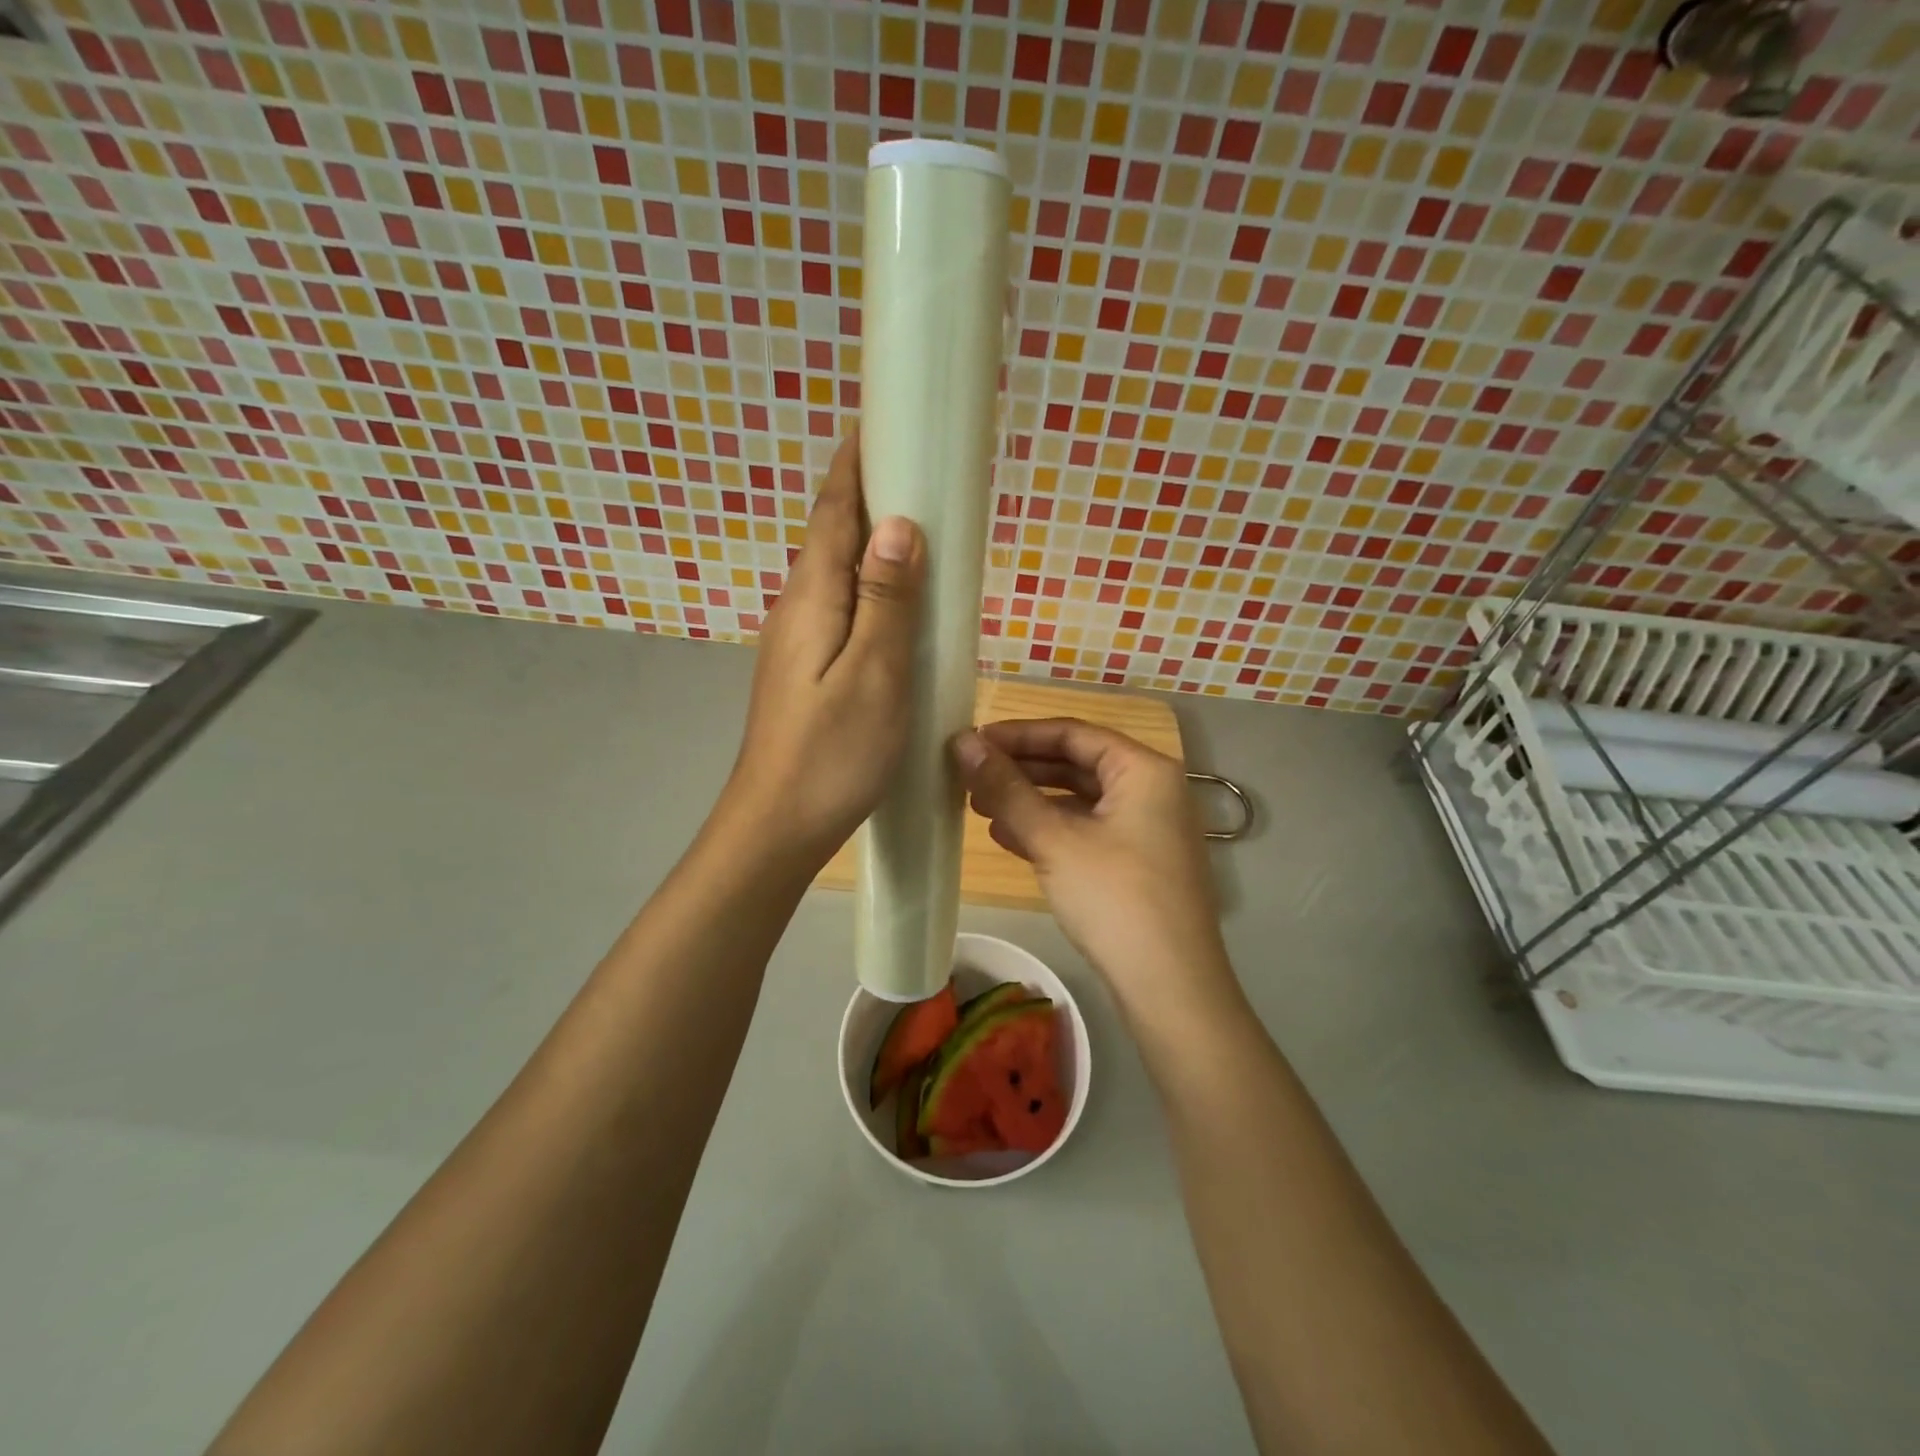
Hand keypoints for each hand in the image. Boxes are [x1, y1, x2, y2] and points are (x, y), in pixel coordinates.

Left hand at [726, 431, 923, 863]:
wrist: (778, 823)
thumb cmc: (832, 753)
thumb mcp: (874, 676)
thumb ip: (886, 600)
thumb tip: (898, 524)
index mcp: (812, 598)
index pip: (832, 510)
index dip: (855, 463)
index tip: (883, 419)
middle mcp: (797, 608)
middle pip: (832, 534)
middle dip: (868, 492)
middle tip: (919, 466)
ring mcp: (798, 640)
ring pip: (836, 572)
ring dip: (870, 539)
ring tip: (917, 522)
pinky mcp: (806, 669)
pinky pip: (842, 606)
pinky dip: (869, 584)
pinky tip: (895, 600)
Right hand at [951, 718, 1237, 1016]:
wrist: (1170, 988)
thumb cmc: (1114, 898)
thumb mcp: (1054, 839)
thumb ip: (1006, 788)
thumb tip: (963, 742)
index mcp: (1144, 769)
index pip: (1073, 733)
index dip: (1018, 734)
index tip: (972, 741)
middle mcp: (1152, 790)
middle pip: (1077, 763)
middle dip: (1021, 769)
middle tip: (970, 775)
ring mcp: (1148, 829)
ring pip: (1079, 800)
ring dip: (1030, 801)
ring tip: (978, 807)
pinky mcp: (1138, 863)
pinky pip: (1087, 831)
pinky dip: (1049, 830)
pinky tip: (1009, 839)